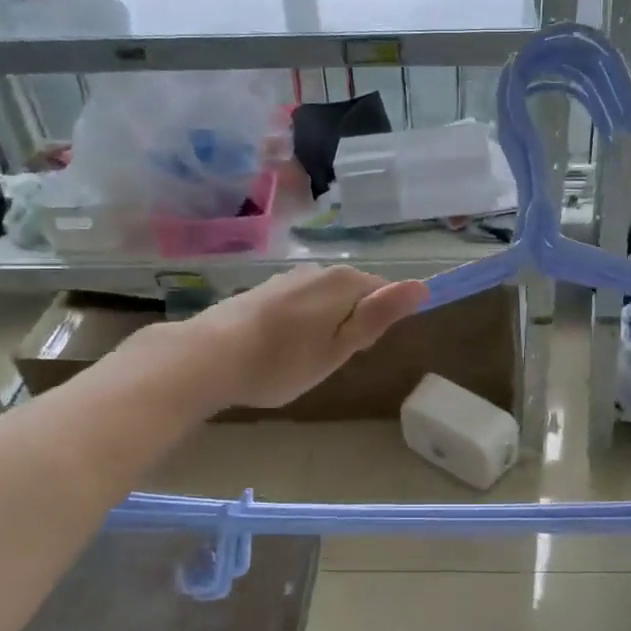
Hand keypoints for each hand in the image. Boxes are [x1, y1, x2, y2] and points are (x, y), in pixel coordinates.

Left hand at [165, 264, 428, 411]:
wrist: (208, 357)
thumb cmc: (283, 360)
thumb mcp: (340, 346)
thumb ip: (380, 315)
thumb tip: (422, 286)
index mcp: (345, 281)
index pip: (384, 294)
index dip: (375, 326)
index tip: (353, 353)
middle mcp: (319, 270)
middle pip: (354, 296)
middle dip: (349, 326)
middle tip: (326, 360)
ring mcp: (289, 277)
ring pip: (325, 301)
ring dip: (323, 326)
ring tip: (300, 359)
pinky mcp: (265, 289)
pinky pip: (299, 304)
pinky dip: (298, 324)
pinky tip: (278, 348)